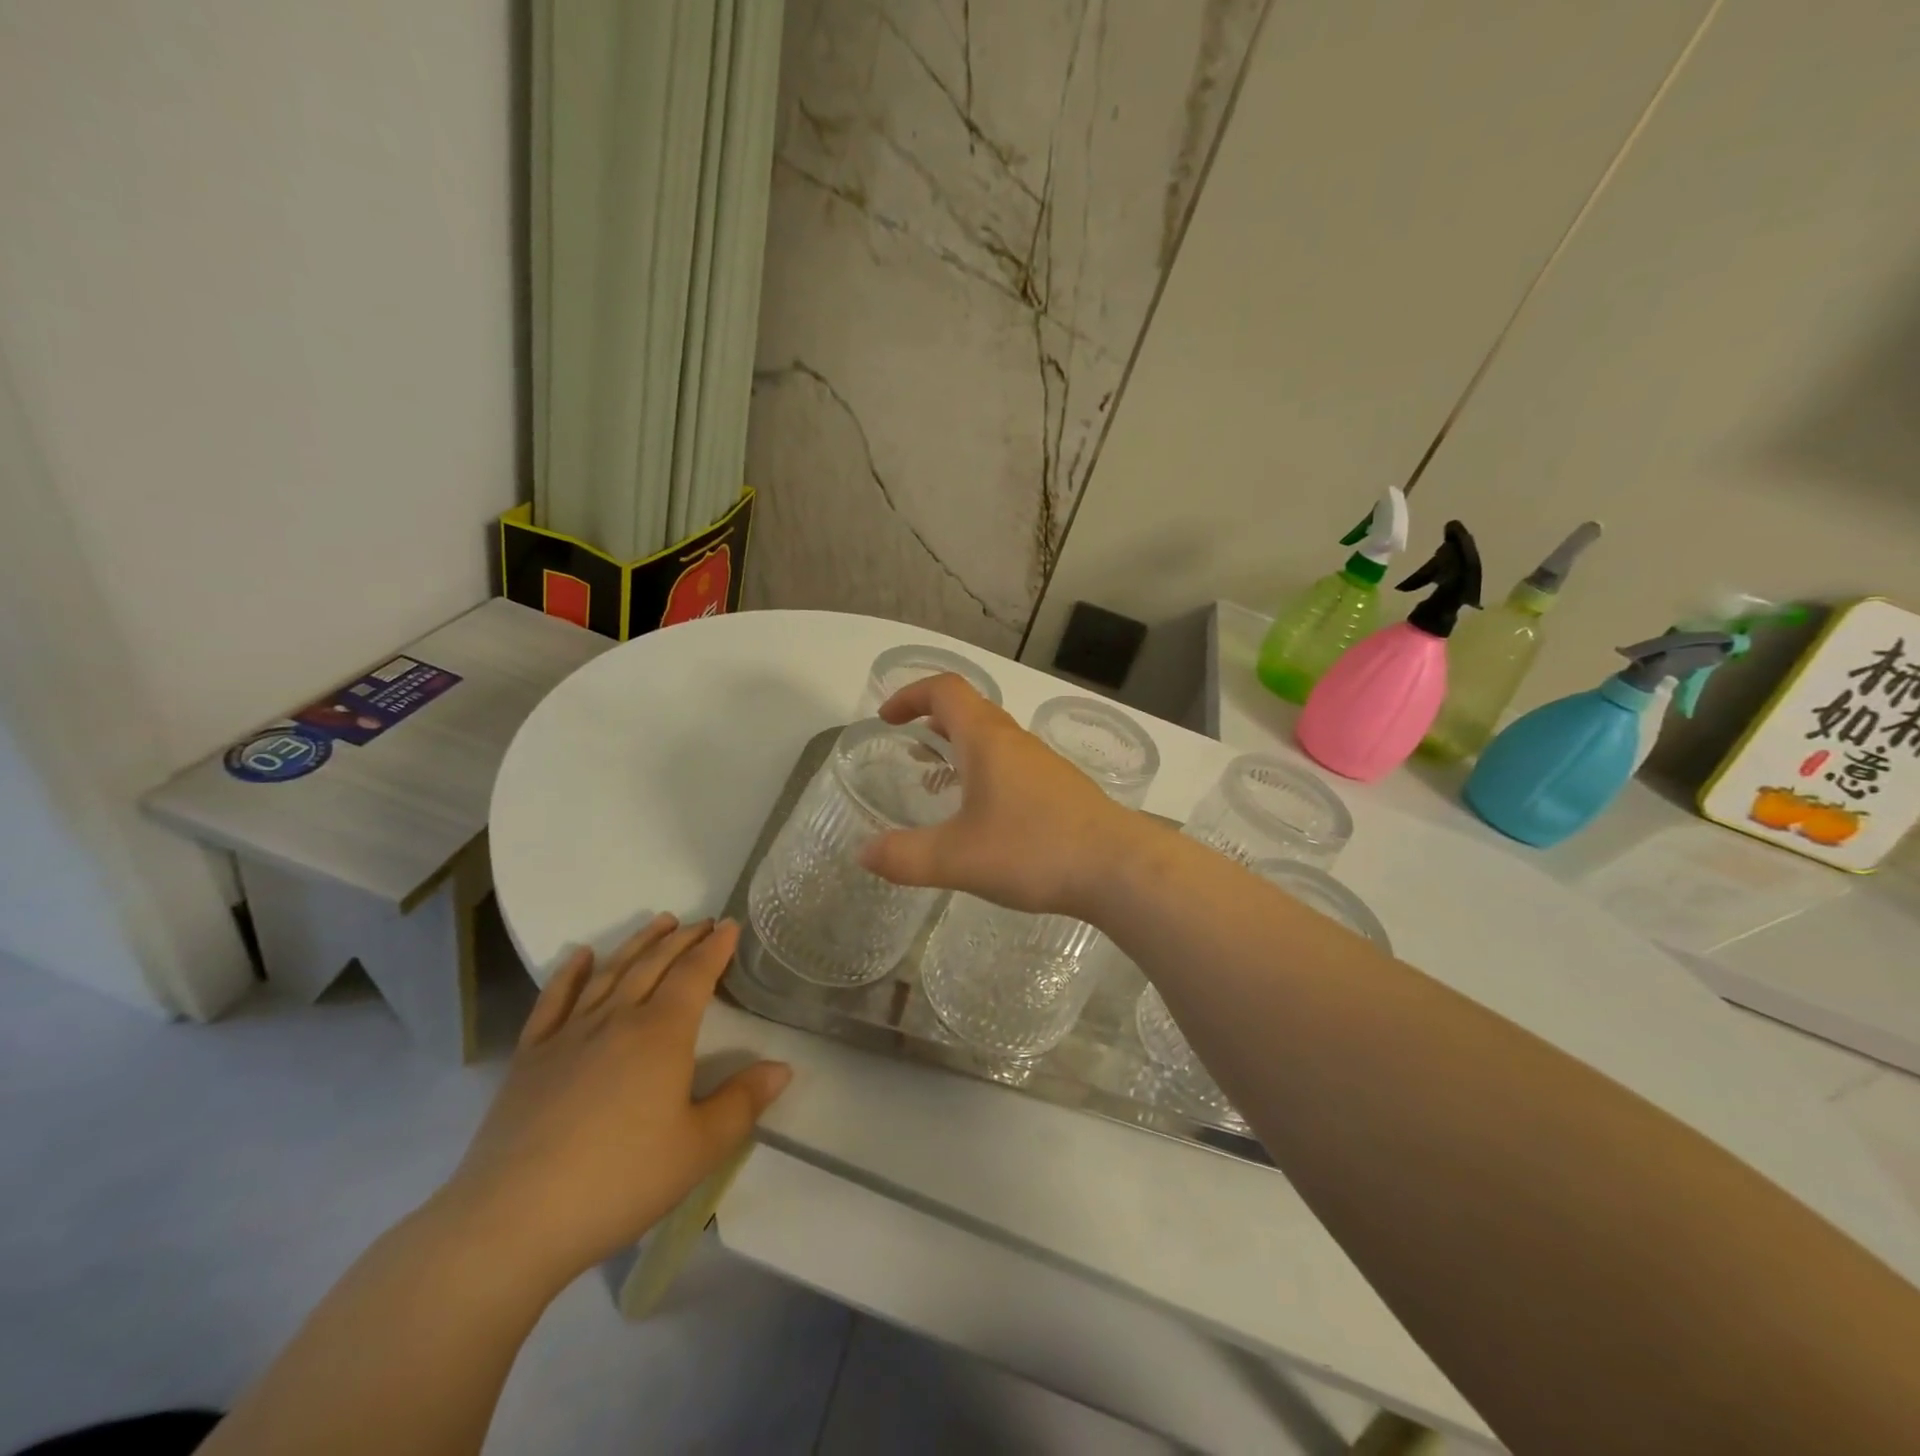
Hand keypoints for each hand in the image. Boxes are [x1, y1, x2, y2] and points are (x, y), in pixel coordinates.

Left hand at [435, 917, 789, 1287]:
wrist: (513, 1220)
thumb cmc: (619, 1180)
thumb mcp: (699, 1149)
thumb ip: (743, 1102)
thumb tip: (783, 1068)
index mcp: (662, 1034)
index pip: (695, 975)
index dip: (715, 947)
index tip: (729, 925)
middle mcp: (617, 1019)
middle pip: (654, 965)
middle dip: (682, 939)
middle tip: (702, 922)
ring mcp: (569, 1035)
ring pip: (610, 973)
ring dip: (638, 943)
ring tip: (659, 922)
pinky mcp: (531, 1057)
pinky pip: (554, 1001)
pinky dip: (570, 973)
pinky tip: (580, 955)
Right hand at [858, 673, 1149, 915]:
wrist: (1119, 868)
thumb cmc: (1033, 850)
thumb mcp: (957, 858)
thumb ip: (905, 856)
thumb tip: (863, 853)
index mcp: (987, 740)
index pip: (945, 690)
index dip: (911, 694)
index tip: (887, 718)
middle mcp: (1015, 741)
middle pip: (970, 709)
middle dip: (933, 719)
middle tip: (909, 746)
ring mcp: (1043, 764)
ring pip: (994, 738)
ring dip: (961, 746)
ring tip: (939, 781)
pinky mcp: (1061, 789)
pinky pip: (1013, 764)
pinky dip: (986, 771)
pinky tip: (984, 816)